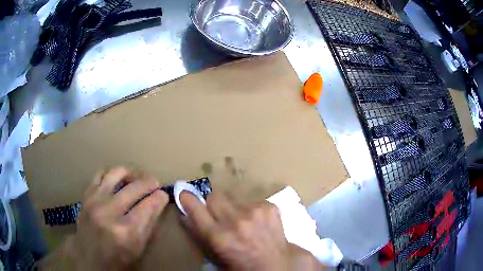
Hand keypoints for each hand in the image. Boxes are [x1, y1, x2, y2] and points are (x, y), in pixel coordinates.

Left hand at [38, 167, 168, 270]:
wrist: (87, 257)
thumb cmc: (116, 259)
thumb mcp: (138, 250)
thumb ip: (148, 226)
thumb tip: (158, 204)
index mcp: (126, 232)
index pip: (148, 206)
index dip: (159, 197)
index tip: (164, 194)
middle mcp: (109, 212)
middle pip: (134, 188)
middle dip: (149, 182)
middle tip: (155, 183)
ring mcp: (95, 201)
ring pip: (116, 173)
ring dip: (131, 173)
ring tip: (138, 177)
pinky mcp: (87, 195)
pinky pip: (100, 174)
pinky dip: (112, 173)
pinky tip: (118, 179)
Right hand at [180, 191, 323, 269]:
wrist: (275, 264)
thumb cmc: (240, 264)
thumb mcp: (214, 255)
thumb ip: (197, 234)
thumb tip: (185, 214)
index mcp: (218, 236)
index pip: (195, 208)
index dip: (188, 199)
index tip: (185, 194)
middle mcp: (235, 221)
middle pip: (215, 196)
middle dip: (214, 204)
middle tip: (220, 214)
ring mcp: (254, 212)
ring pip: (233, 198)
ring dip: (234, 208)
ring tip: (243, 223)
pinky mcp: (269, 207)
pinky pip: (252, 200)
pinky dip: (251, 210)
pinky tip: (258, 223)